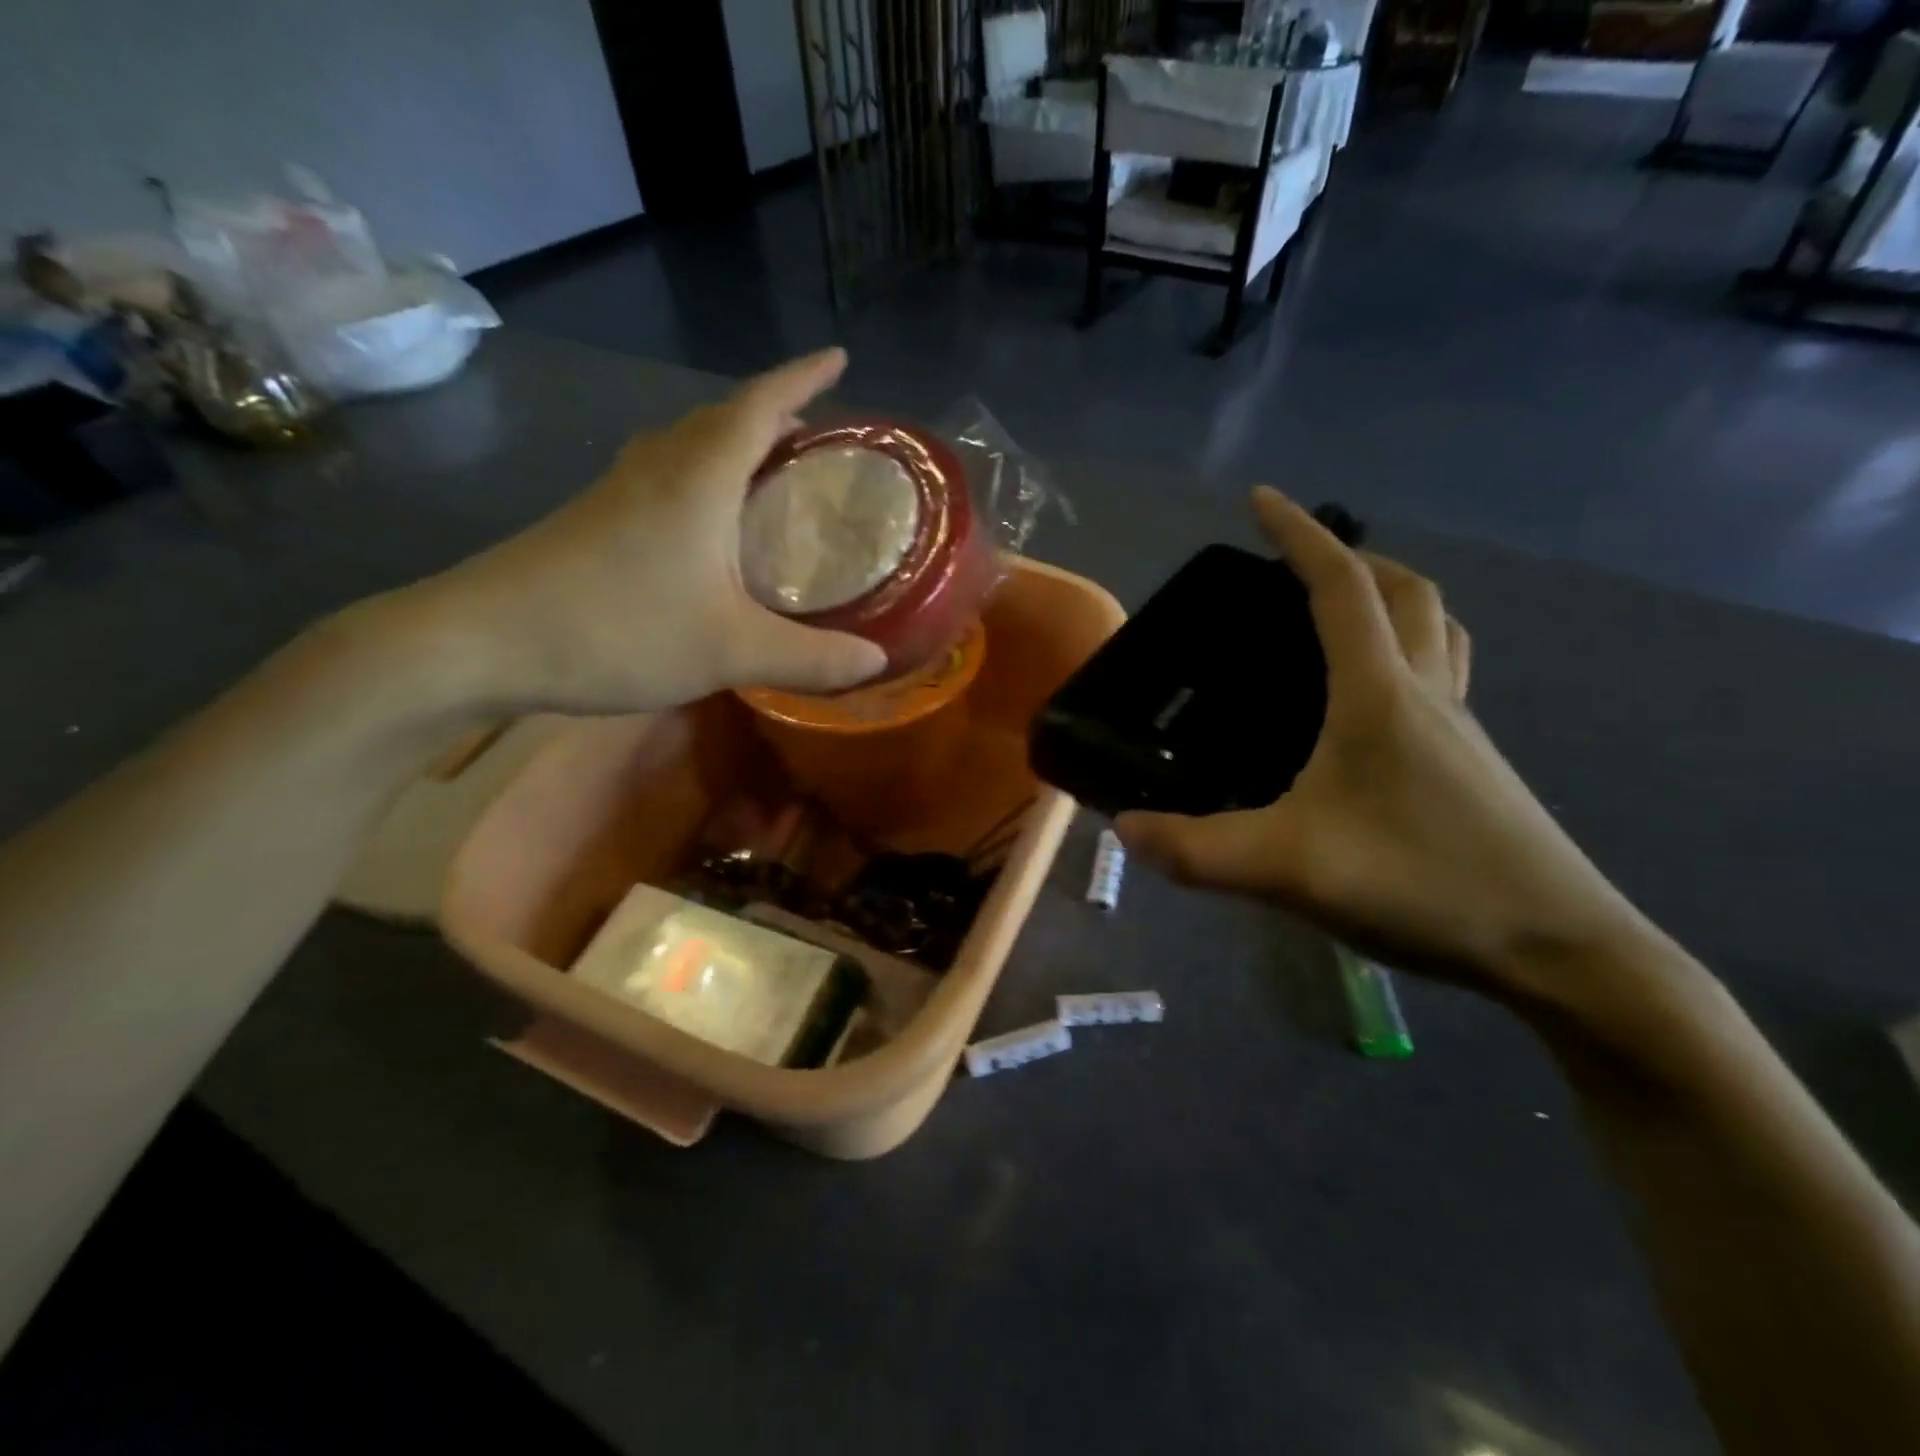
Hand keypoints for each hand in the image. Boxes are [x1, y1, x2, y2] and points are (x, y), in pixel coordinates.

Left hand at [394, 349, 885, 715]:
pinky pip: (666, 478)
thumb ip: (810, 657)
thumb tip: (878, 660)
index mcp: (698, 477)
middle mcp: (659, 468)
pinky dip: (703, 480)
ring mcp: (619, 492)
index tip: (839, 358)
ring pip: (689, 447)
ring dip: (735, 445)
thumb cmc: (615, 628)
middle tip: (818, 435)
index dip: (802, 378)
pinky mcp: (594, 520)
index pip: (760, 404)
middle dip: (774, 414)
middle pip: (723, 418)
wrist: (479, 641)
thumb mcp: (730, 650)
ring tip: (772, 472)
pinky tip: (710, 524)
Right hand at [1116, 487, 1647, 1005]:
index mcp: (1380, 696)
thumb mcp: (1289, 870)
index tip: (1261, 498)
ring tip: (1342, 616)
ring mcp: (1462, 729)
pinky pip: (1441, 677)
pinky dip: (1407, 655)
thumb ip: (1196, 850)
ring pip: (1435, 630)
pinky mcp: (1476, 765)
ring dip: (1392, 600)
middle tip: (1299, 565)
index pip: (1340, 588)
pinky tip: (1372, 706)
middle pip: (1406, 593)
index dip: (1298, 536)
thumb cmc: (1424, 886)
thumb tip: (1123, 829)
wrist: (1559, 952)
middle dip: (1353, 559)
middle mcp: (1427, 695)